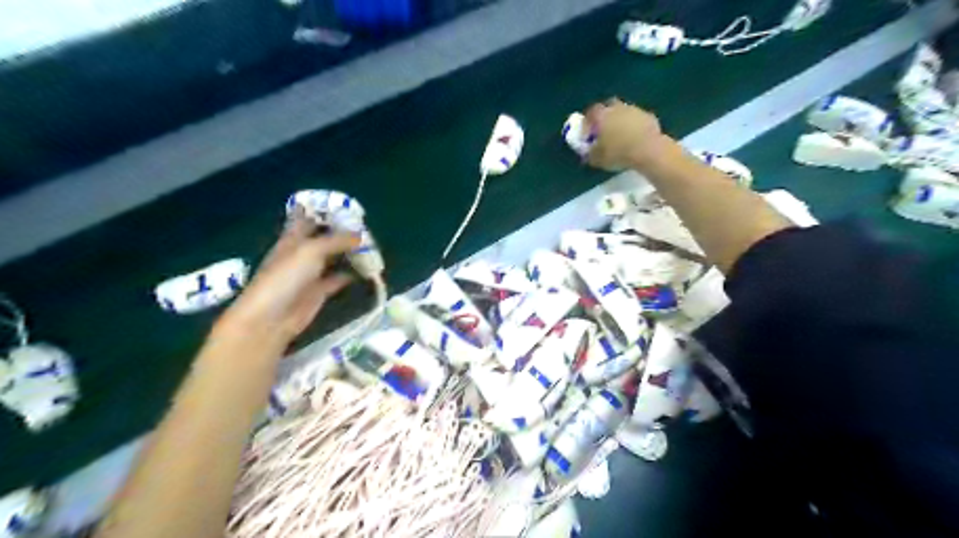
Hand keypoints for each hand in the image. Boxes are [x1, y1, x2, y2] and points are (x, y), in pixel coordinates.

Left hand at [215, 207, 361, 347]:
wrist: (271, 317)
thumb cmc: (285, 277)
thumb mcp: (311, 250)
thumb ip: (337, 240)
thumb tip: (361, 235)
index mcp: (293, 237)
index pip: (307, 217)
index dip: (323, 210)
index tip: (345, 206)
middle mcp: (302, 252)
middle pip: (324, 237)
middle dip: (342, 231)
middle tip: (366, 226)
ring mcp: (311, 272)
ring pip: (333, 257)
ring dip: (348, 252)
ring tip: (371, 246)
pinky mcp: (319, 291)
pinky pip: (338, 278)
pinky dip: (350, 274)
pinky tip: (365, 271)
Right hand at [584, 96, 668, 168]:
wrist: (648, 150)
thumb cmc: (618, 153)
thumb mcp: (597, 159)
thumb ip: (589, 153)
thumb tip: (588, 152)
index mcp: (602, 115)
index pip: (590, 113)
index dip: (587, 124)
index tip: (587, 135)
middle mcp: (617, 107)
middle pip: (608, 107)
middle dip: (605, 118)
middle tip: (604, 132)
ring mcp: (634, 110)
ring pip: (624, 112)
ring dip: (621, 121)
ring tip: (620, 137)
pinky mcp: (649, 116)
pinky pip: (637, 120)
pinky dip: (634, 127)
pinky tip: (635, 139)